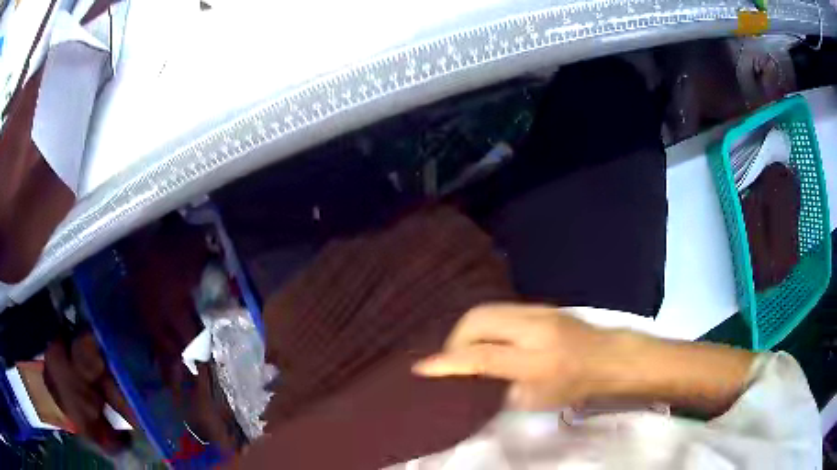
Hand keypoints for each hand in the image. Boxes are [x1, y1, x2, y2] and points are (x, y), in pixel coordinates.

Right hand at [412, 304, 608, 409]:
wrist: (606, 357)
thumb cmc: (573, 386)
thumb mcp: (535, 401)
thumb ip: (498, 389)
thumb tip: (470, 378)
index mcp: (535, 360)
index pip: (482, 357)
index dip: (448, 363)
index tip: (422, 368)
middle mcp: (534, 328)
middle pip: (478, 320)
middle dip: (455, 339)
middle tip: (453, 360)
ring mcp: (537, 310)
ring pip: (486, 309)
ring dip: (468, 329)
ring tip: (467, 349)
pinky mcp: (539, 304)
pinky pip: (499, 308)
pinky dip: (484, 323)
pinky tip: (486, 338)